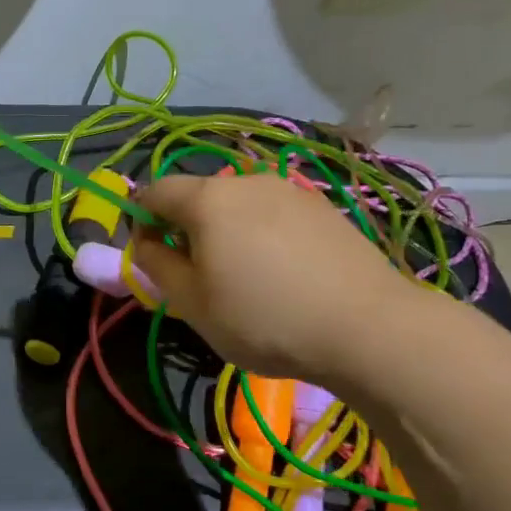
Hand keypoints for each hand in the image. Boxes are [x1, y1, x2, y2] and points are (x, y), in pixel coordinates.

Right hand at [132, 172, 426, 390]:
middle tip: (196, 275)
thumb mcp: (191, 303)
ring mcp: (290, 192)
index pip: (155, 191)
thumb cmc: (264, 318)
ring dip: (226, 232)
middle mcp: (247, 181)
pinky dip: (263, 236)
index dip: (140, 219)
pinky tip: (283, 275)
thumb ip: (155, 265)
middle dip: (185, 228)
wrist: (370, 329)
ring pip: (238, 205)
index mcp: (207, 199)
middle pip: (198, 196)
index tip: (149, 256)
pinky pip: (274, 215)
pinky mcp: (324, 209)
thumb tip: (146, 243)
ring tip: (244, 278)